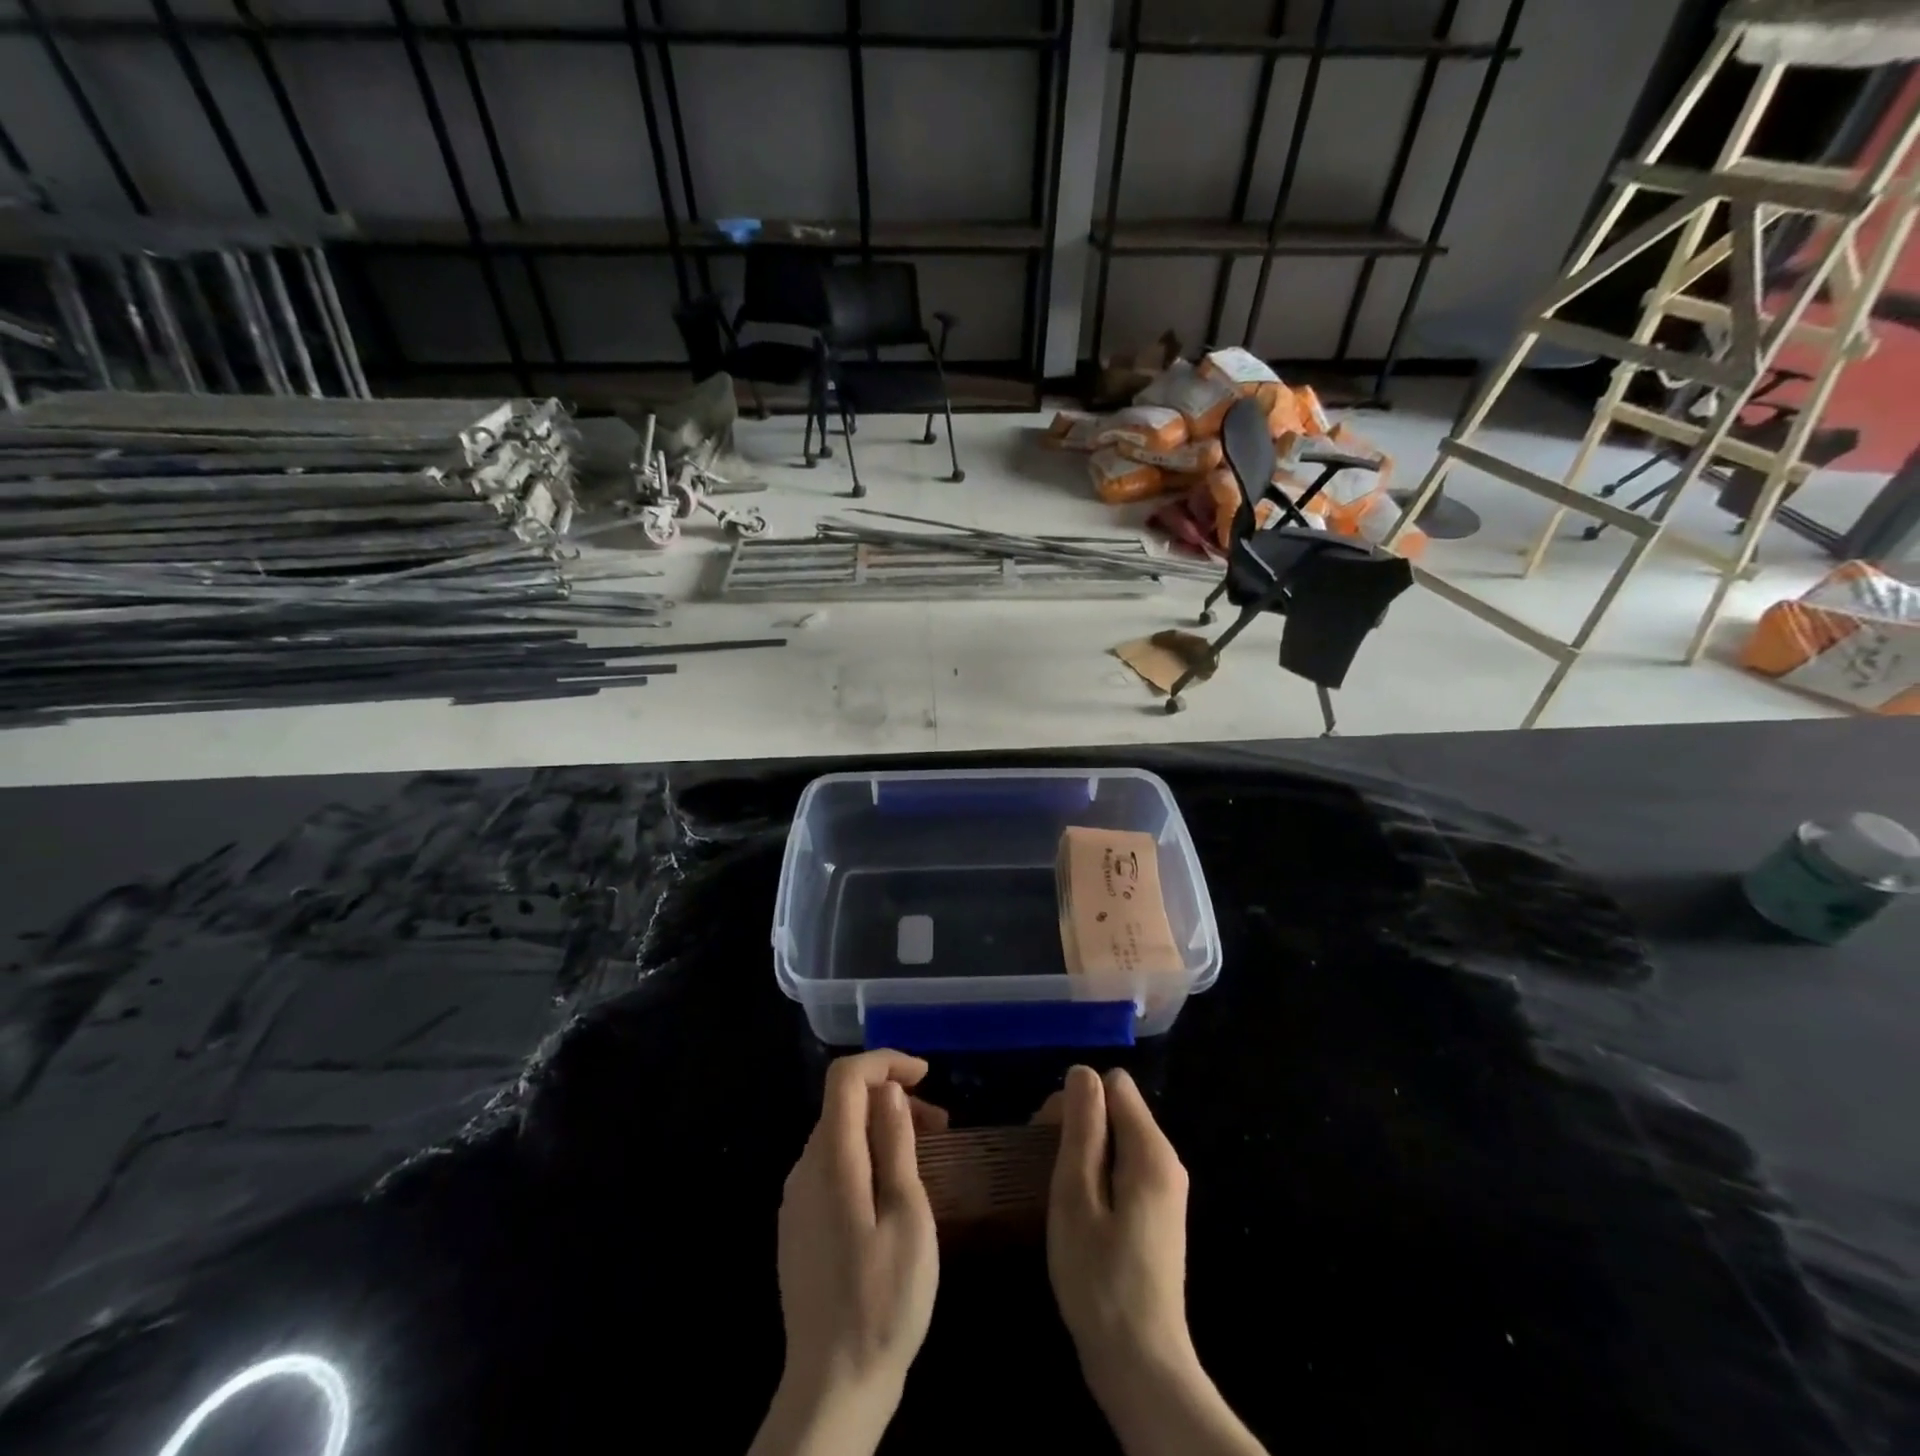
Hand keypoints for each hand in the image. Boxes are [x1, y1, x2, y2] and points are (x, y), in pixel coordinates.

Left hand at [751, 1050, 944, 1455]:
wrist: (832, 1387)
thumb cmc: (884, 1300)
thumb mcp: (908, 1216)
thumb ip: (895, 1145)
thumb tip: (889, 1091)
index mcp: (830, 1159)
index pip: (846, 1077)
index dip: (885, 1061)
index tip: (926, 1075)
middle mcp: (804, 1168)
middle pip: (844, 1104)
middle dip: (892, 1097)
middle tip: (941, 1125)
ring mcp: (797, 1199)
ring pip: (839, 1135)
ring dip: (881, 1128)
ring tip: (925, 1155)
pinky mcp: (799, 1225)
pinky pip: (832, 1166)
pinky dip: (865, 1156)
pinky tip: (894, 1191)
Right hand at [1040, 1067, 1197, 1405]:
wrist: (1141, 1366)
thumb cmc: (1100, 1279)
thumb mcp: (1076, 1196)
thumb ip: (1083, 1128)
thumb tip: (1082, 1072)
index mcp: (1151, 1151)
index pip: (1114, 1084)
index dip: (1077, 1099)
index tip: (1047, 1136)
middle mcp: (1167, 1160)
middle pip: (1118, 1108)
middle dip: (1078, 1123)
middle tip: (1044, 1166)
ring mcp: (1166, 1190)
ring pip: (1119, 1138)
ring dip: (1085, 1151)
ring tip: (1058, 1191)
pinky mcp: (1158, 1214)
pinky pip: (1126, 1167)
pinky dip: (1099, 1174)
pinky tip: (1079, 1210)